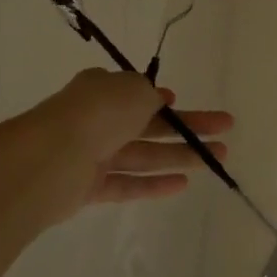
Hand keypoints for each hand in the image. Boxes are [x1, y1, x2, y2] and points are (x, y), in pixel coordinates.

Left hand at [0, 69, 233, 228]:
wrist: (50, 158)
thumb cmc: (98, 112)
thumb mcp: (134, 89)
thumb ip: (149, 94)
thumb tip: (155, 100)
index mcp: (102, 89)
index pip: (138, 93)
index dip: (163, 99)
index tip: (182, 102)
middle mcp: (97, 119)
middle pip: (149, 124)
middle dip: (187, 128)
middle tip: (225, 132)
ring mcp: (93, 154)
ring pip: (143, 154)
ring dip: (179, 156)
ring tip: (217, 159)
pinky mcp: (90, 187)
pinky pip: (128, 182)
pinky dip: (154, 183)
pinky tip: (183, 184)